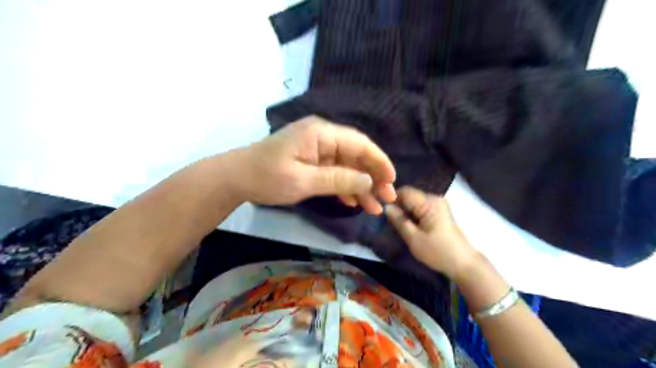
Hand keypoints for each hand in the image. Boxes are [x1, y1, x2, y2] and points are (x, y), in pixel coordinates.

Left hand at [229, 116, 396, 213]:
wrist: (236, 178)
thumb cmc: (267, 177)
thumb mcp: (303, 181)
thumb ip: (338, 179)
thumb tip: (369, 181)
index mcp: (321, 133)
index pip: (360, 144)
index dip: (379, 162)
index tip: (392, 181)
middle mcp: (323, 136)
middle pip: (356, 155)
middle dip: (373, 177)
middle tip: (387, 198)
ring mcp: (317, 148)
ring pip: (348, 165)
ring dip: (361, 185)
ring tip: (374, 207)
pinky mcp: (312, 160)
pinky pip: (335, 171)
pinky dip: (345, 186)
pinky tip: (353, 202)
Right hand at [386, 185, 480, 279]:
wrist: (464, 263)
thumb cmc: (438, 252)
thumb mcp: (414, 239)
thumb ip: (399, 221)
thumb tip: (386, 207)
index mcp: (429, 202)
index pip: (404, 191)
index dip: (392, 199)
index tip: (382, 211)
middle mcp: (435, 198)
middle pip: (410, 195)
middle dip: (398, 205)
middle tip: (389, 220)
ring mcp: (439, 204)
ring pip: (415, 201)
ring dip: (406, 211)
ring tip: (398, 224)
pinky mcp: (441, 212)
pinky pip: (422, 207)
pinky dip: (414, 214)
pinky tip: (410, 226)